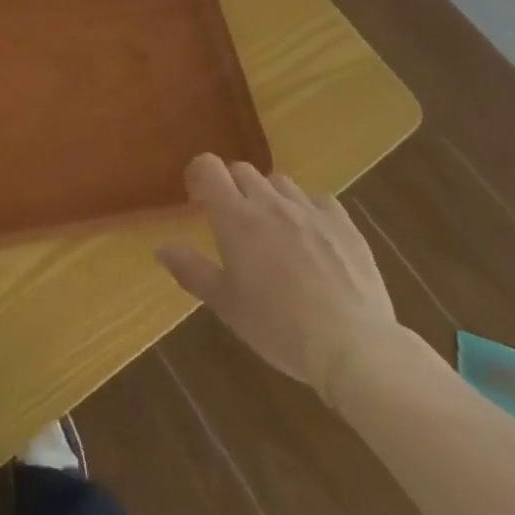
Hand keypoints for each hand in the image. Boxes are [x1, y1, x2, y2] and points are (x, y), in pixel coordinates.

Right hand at [156, 154, 399, 397]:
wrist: (354, 348)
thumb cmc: (279, 328)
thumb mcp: (227, 305)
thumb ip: (191, 271)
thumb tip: (160, 248)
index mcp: (235, 216)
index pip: (208, 166)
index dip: (199, 176)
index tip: (198, 199)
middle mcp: (269, 201)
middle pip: (243, 170)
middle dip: (234, 187)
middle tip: (236, 222)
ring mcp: (309, 209)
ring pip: (280, 182)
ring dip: (270, 197)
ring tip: (275, 229)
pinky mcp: (344, 224)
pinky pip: (320, 200)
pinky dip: (310, 210)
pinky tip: (314, 236)